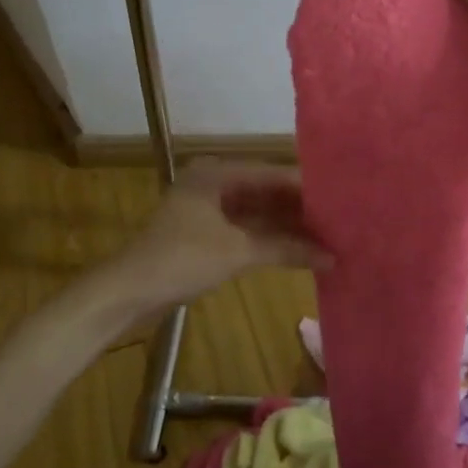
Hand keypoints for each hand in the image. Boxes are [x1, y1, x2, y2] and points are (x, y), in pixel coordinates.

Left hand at [112, 160, 330, 314]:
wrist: (126, 293)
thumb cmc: (181, 260)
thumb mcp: (237, 252)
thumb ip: (286, 248)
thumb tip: (332, 257)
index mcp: (217, 173)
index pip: (274, 174)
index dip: (307, 188)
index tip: (341, 198)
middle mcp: (214, 183)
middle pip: (267, 192)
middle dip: (300, 209)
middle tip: (339, 220)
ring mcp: (208, 209)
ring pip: (258, 213)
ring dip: (287, 227)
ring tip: (327, 236)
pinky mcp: (205, 233)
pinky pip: (246, 229)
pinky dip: (270, 239)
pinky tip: (298, 250)